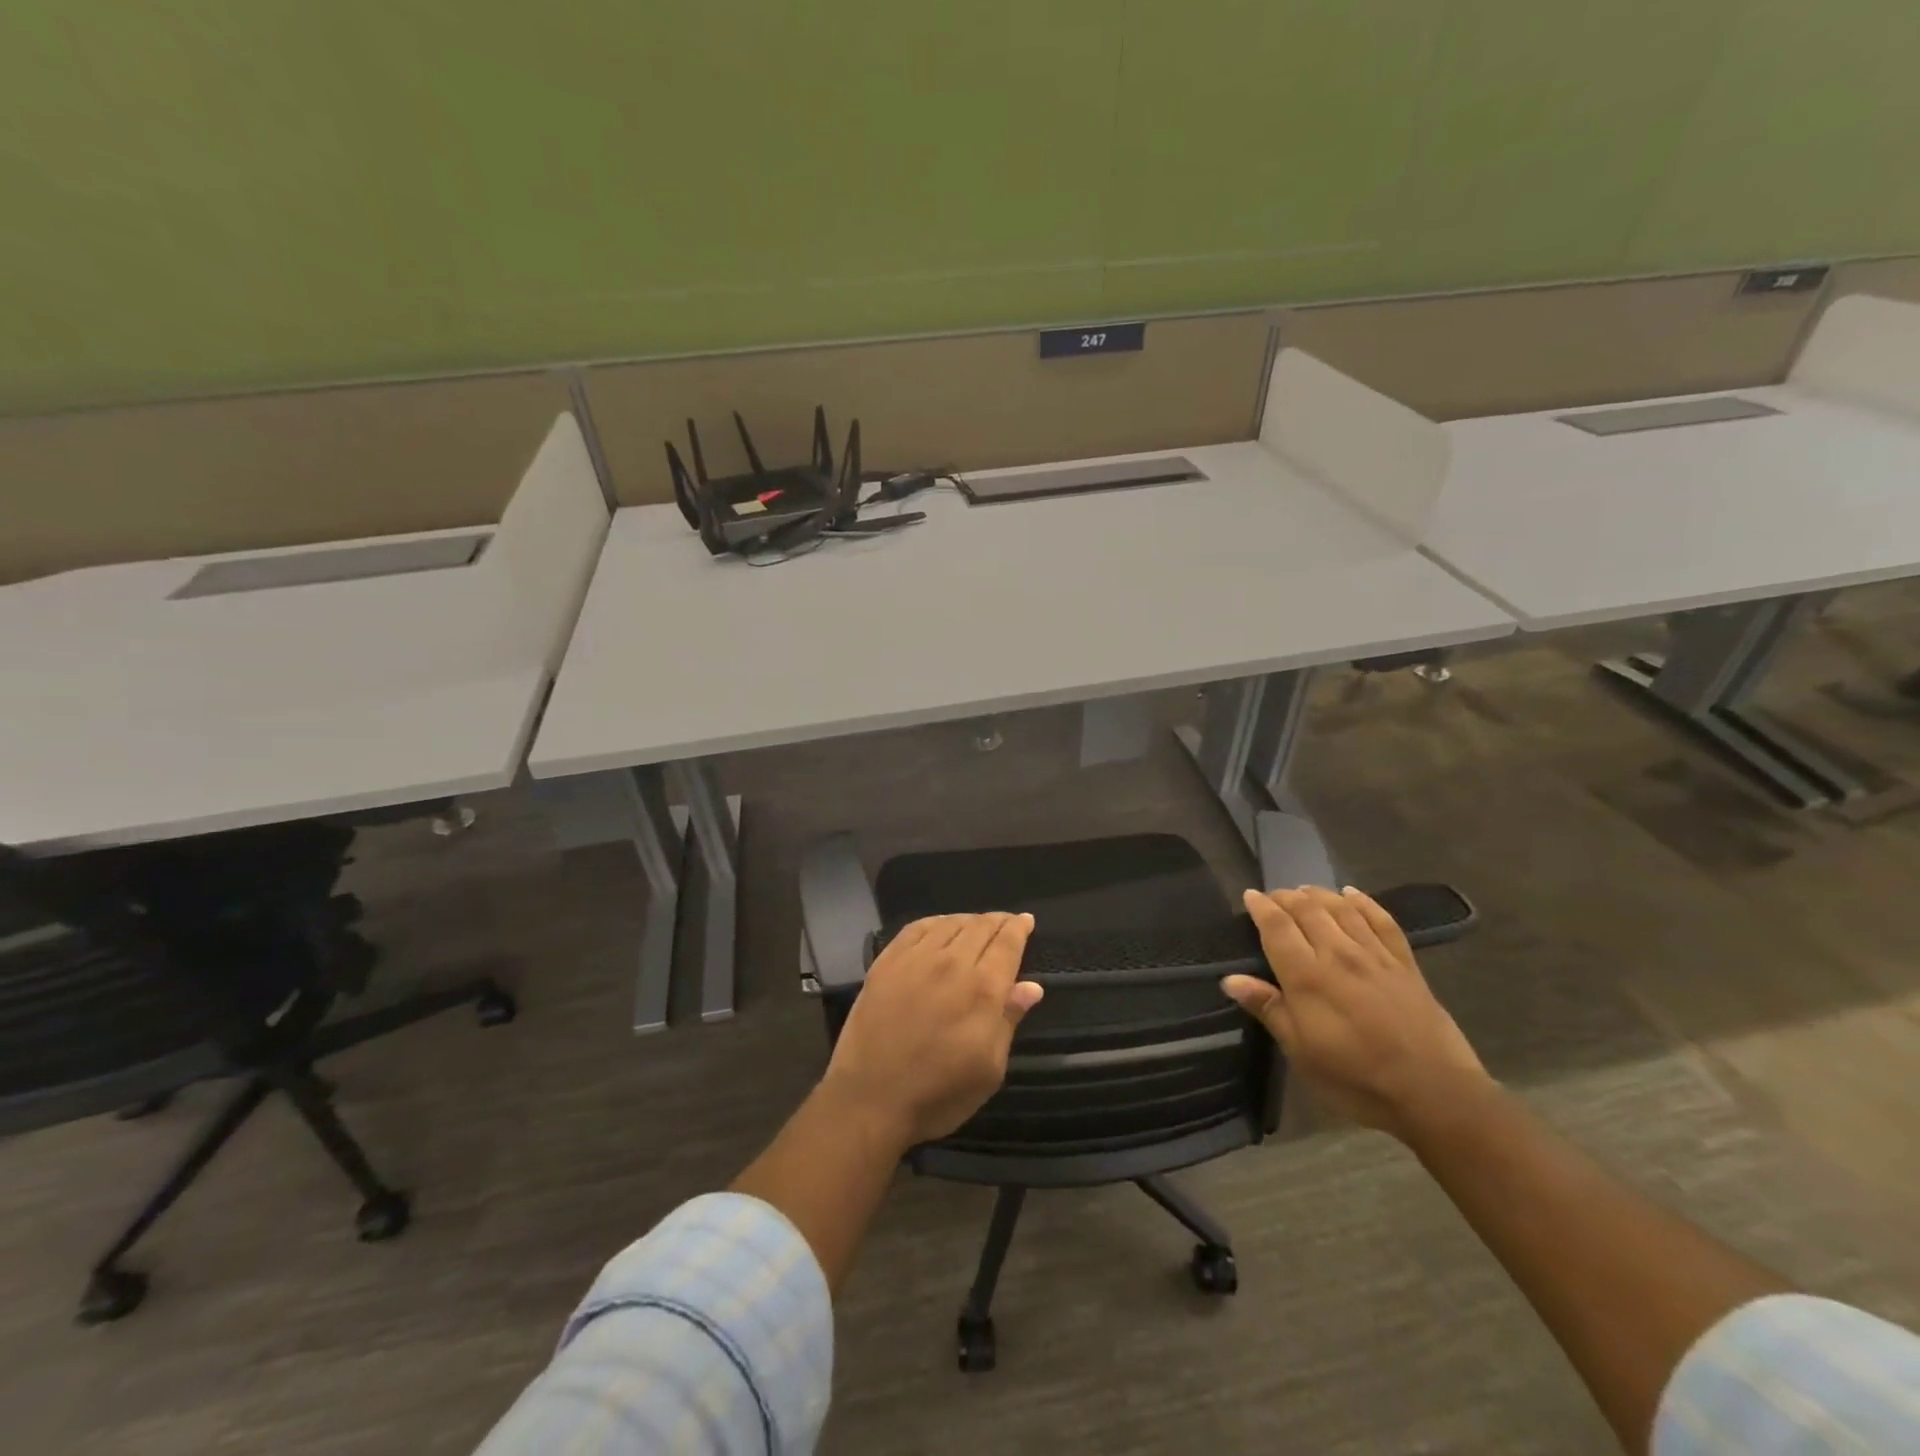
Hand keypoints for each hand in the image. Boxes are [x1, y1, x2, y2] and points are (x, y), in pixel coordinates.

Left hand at [822, 912, 1044, 1149]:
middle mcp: (952, 963)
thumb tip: (1032, 986)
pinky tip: (940, 927)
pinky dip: (936, 922)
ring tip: (977, 925)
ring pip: (950, 923)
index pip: (1007, 943)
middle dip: (998, 921)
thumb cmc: (938, 1094)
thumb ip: (1009, 1020)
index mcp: (983, 989)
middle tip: (1006, 922)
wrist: (870, 1099)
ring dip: (969, 920)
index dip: (1019, 928)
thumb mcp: (989, 1069)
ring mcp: (915, 959)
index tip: (1027, 920)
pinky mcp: (887, 962)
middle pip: (981, 927)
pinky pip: (916, 928)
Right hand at [1222, 886, 1489, 1140]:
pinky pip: (1382, 921)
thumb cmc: (1357, 1078)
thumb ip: (1268, 1008)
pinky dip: (1364, 902)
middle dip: (1286, 898)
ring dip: (1319, 894)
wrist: (1435, 1094)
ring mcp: (1375, 956)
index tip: (1249, 896)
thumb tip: (1230, 979)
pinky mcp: (1405, 964)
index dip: (1261, 908)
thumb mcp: (1302, 1051)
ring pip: (1342, 909)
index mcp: (1307, 976)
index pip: (1277, 928)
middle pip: (1308, 910)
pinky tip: (1353, 894)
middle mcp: (1338, 954)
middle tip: (1273, 896)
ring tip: (1304, 891)